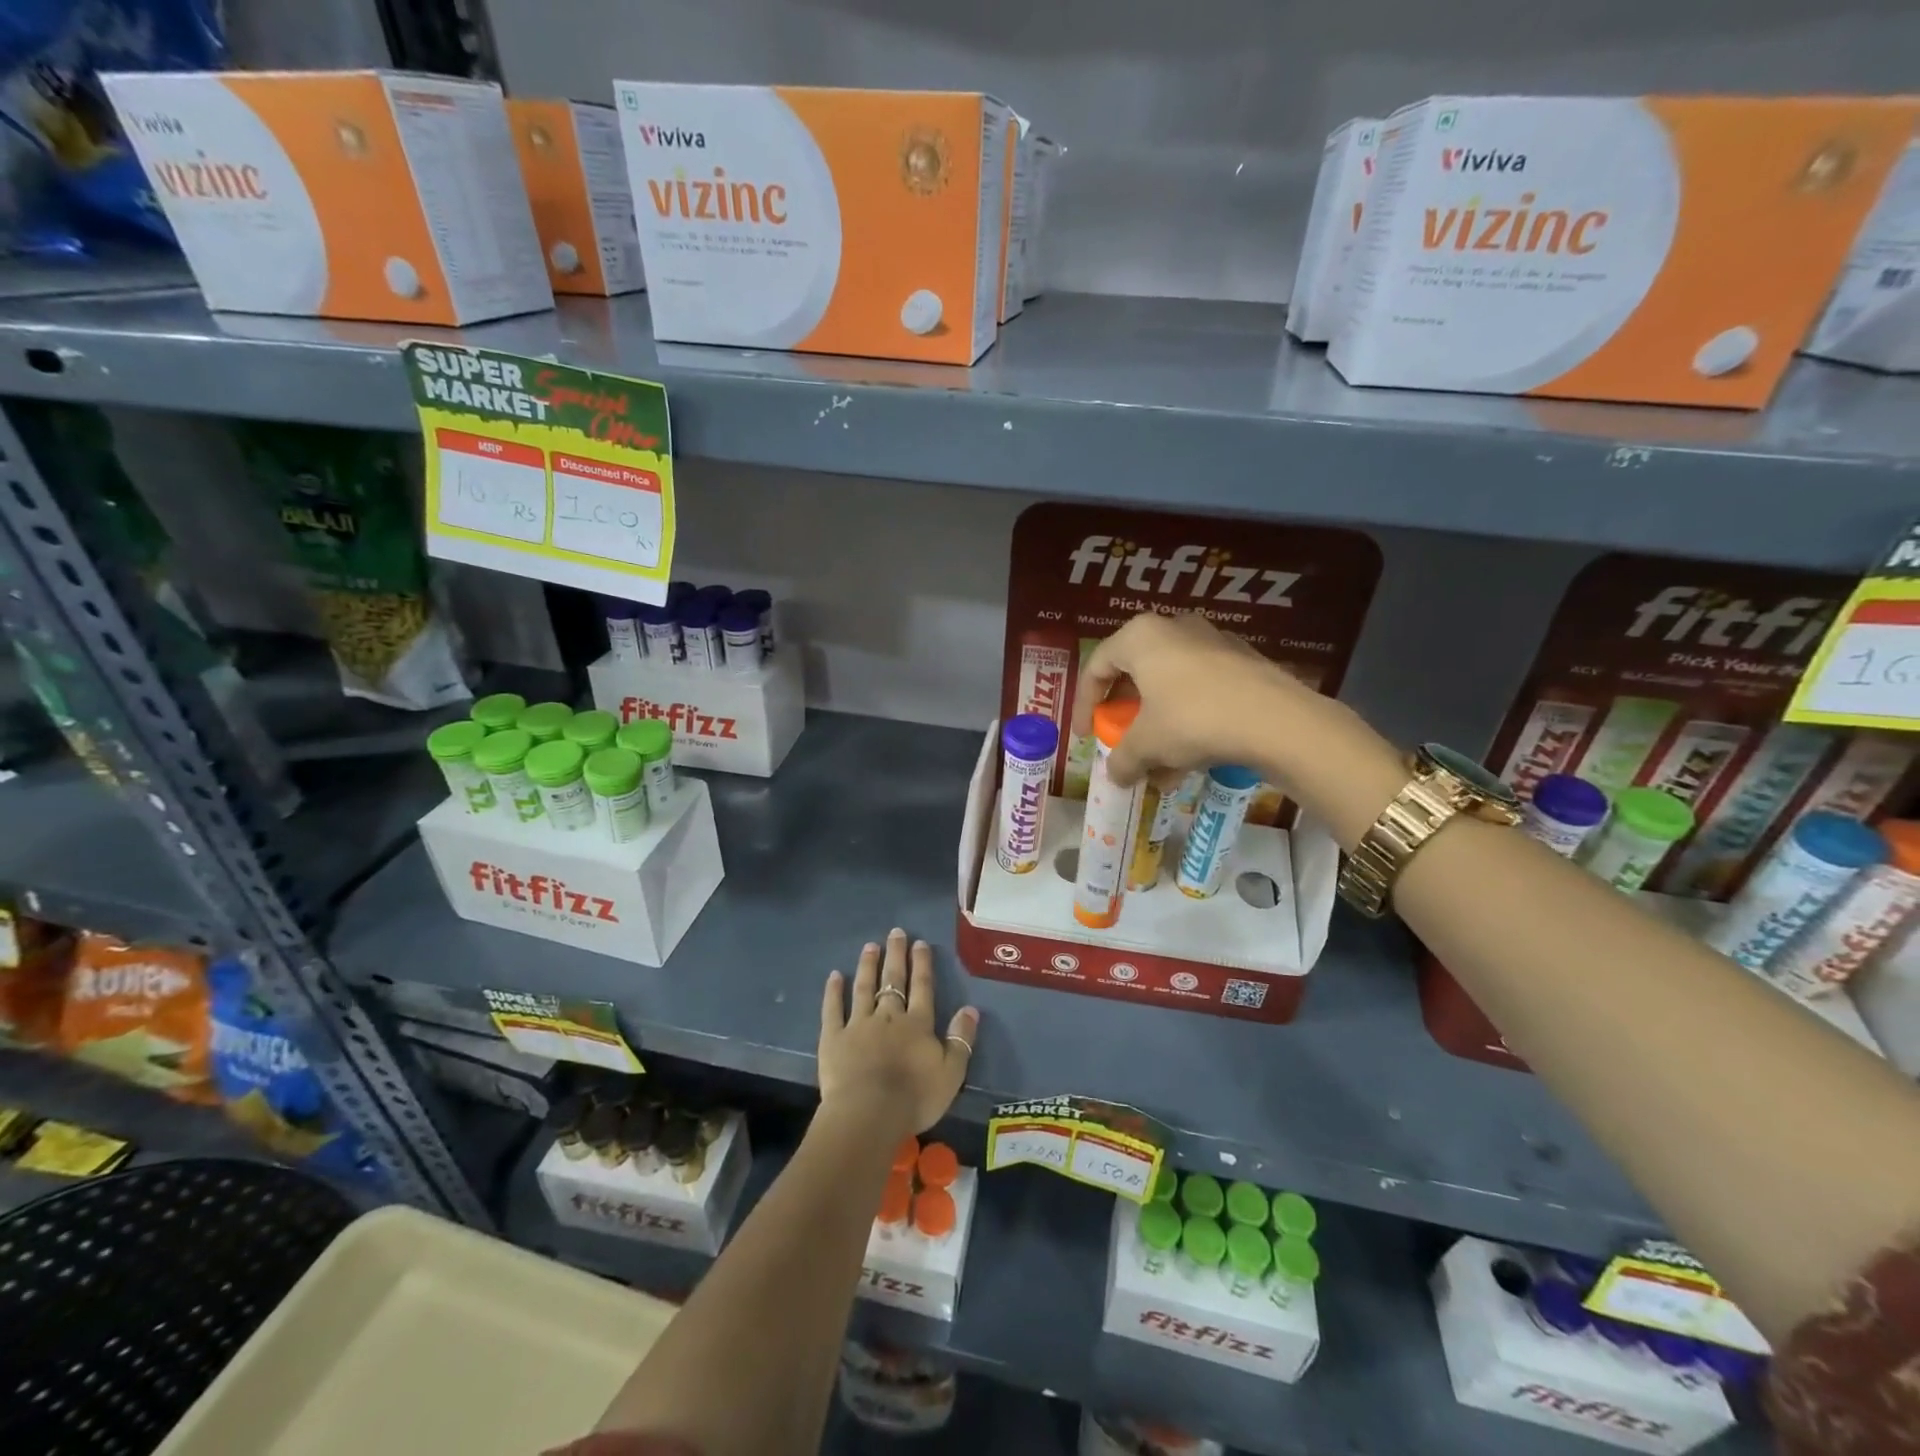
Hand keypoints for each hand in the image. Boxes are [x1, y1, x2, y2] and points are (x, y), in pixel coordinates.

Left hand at [819, 929, 977, 1139]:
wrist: (868, 1114)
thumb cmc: (914, 1097)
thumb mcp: (951, 1073)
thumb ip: (961, 1040)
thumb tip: (971, 1009)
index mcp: (917, 1024)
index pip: (922, 987)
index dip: (922, 964)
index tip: (920, 943)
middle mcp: (889, 1016)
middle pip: (893, 980)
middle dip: (896, 955)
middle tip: (896, 932)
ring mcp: (859, 1024)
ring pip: (864, 988)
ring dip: (868, 966)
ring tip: (870, 946)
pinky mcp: (833, 1038)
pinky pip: (833, 1010)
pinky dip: (833, 992)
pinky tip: (834, 976)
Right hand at [1069, 612, 1302, 785]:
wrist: (1277, 720)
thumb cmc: (1193, 719)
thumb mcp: (1147, 744)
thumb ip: (1122, 759)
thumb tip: (1115, 776)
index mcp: (1140, 637)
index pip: (1097, 667)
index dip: (1084, 704)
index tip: (1085, 735)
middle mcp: (1174, 628)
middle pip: (1136, 674)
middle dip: (1126, 716)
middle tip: (1122, 741)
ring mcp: (1213, 642)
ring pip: (1170, 687)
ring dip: (1158, 726)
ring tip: (1159, 767)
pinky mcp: (1243, 662)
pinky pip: (1201, 692)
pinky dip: (1188, 722)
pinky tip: (1192, 759)